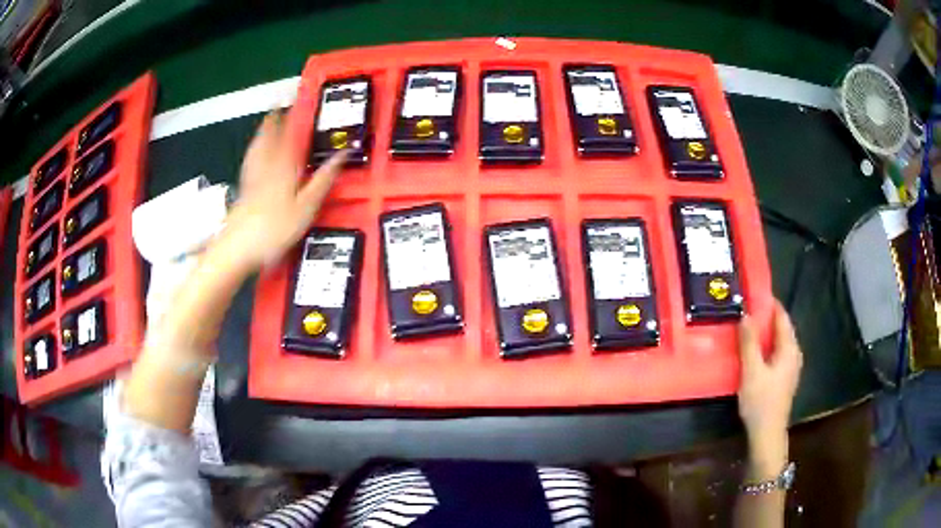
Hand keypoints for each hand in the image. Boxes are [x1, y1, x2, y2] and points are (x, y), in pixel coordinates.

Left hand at [218, 111, 347, 271]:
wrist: (238, 247)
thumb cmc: (275, 228)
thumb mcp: (306, 206)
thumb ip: (323, 179)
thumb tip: (343, 154)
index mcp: (284, 167)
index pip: (290, 135)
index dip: (293, 117)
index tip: (295, 101)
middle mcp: (267, 166)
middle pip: (270, 137)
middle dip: (274, 120)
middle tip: (278, 104)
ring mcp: (252, 177)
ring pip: (258, 147)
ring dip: (263, 131)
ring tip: (267, 120)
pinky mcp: (243, 189)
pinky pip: (250, 161)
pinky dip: (254, 150)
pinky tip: (254, 152)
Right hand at [737, 300, 802, 465]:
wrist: (768, 433)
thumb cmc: (761, 401)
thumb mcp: (752, 371)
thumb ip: (749, 342)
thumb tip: (745, 314)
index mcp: (789, 348)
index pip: (782, 316)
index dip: (769, 303)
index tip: (753, 293)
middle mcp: (794, 353)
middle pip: (782, 327)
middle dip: (766, 316)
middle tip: (746, 309)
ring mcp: (791, 366)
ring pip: (779, 340)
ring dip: (766, 332)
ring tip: (748, 326)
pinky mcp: (784, 377)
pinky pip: (777, 351)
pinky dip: (767, 345)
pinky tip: (754, 350)